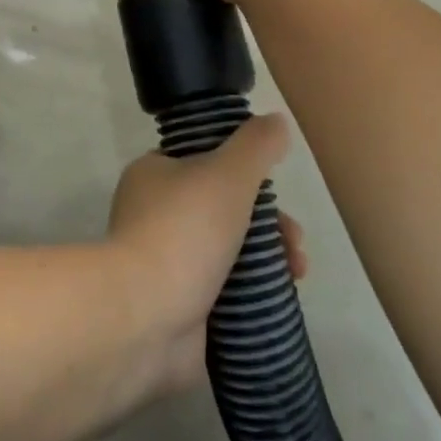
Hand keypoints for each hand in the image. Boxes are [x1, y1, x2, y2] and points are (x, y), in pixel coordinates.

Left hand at [105, 115, 307, 394]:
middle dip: (268, 223)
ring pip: (229, 250)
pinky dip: (253, 293)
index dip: (246, 173)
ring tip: (296, 274)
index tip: (275, 192)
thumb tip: (277, 122)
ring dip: (268, 258)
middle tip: (295, 243)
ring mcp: (165, 262)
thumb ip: (256, 145)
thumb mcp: (227, 173)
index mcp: (154, 174)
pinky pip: (225, 291)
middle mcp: (155, 213)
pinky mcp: (179, 305)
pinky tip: (279, 299)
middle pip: (224, 208)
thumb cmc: (183, 232)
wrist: (144, 318)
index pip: (205, 161)